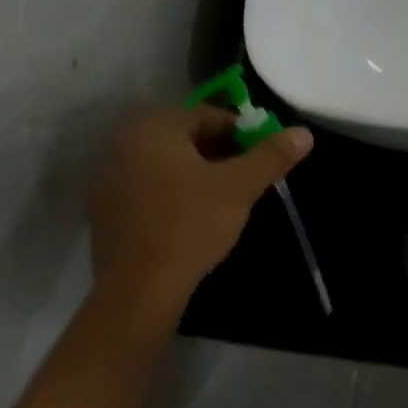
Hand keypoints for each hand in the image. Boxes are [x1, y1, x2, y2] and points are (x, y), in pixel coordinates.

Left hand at [87, 106, 313, 327]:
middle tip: (247, 178)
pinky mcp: (104, 211)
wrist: (137, 291)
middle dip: (220, 153)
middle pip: (184, 137)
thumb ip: (271, 156)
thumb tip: (304, 133)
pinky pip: (147, 188)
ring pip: (166, 164)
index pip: (207, 115)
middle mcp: (123, 143)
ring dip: (197, 173)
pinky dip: (173, 193)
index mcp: (153, 127)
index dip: (242, 132)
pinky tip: (192, 219)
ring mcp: (108, 178)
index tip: (263, 156)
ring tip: (225, 199)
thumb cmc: (189, 226)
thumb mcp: (238, 188)